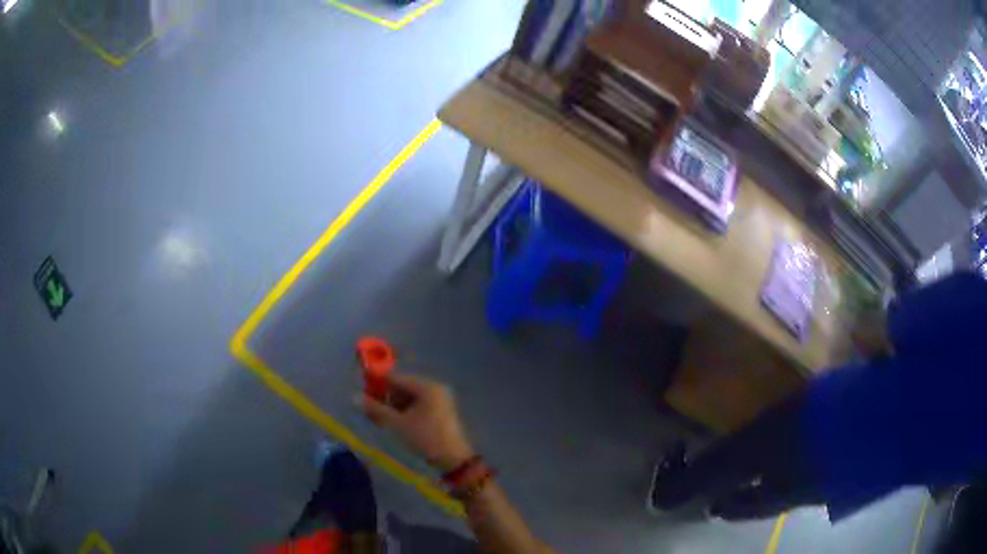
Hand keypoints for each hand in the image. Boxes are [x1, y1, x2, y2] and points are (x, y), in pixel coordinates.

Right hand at [358, 374, 474, 471]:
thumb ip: (376, 409)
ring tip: (380, 419)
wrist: (453, 460)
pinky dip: (405, 412)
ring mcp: (439, 401)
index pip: (396, 378)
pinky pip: (417, 406)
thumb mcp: (398, 424)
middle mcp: (435, 388)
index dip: (377, 383)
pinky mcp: (441, 412)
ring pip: (409, 398)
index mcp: (427, 387)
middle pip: (403, 387)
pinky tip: (394, 423)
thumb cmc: (425, 438)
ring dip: (393, 406)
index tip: (361, 391)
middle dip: (385, 397)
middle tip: (370, 410)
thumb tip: (355, 397)